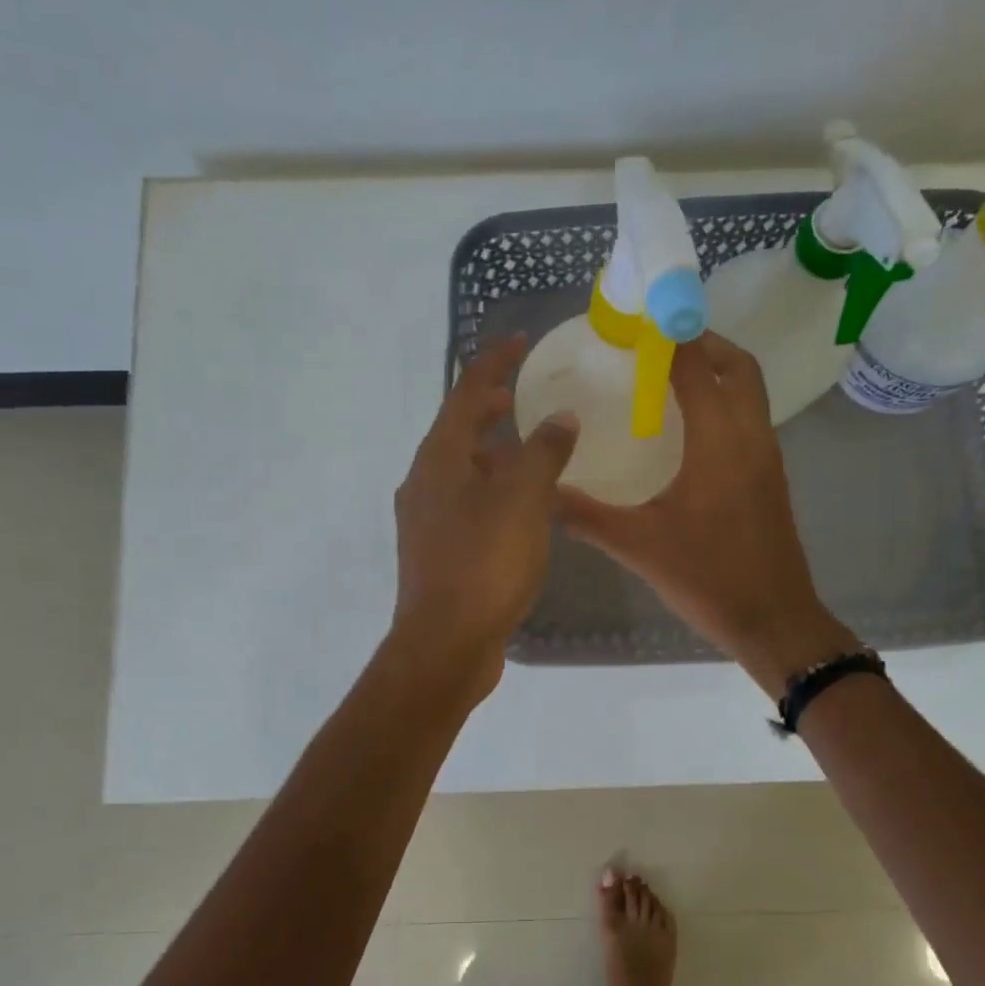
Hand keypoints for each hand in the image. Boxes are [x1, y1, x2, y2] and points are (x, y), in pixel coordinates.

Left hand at [388, 335, 578, 702]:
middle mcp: (424, 482)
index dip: (493, 363)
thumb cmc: (485, 564)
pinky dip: (490, 489)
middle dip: (488, 408)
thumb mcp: (524, 500)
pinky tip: (518, 507)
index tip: (519, 342)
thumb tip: (560, 418)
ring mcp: (425, 520)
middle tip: (520, 395)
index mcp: (439, 458)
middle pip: (456, 430)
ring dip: (490, 452)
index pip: (465, 392)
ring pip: (460, 470)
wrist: (446, 643)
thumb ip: (544, 452)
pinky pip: (465, 503)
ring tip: (527, 449)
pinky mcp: (436, 551)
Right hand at [556, 331, 856, 693]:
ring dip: (718, 372)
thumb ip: (586, 516)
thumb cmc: (708, 577)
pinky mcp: (771, 479)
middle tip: (660, 345)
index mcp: (719, 442)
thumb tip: (543, 494)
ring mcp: (767, 458)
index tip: (640, 322)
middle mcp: (750, 437)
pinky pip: (750, 420)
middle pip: (738, 367)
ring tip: (670, 379)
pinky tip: (690, 431)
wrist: (773, 620)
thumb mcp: (638, 546)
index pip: (697, 367)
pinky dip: (725, 404)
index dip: (671, 337)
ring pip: (750, 393)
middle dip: (704, 343)